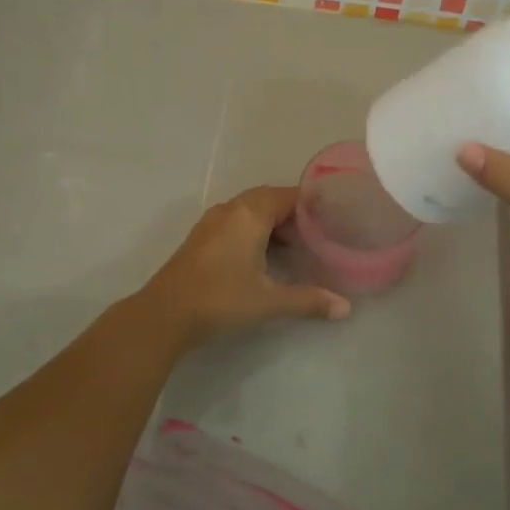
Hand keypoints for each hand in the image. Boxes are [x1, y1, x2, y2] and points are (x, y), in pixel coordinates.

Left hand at [136, 185, 350, 349]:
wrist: (164, 314)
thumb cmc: (221, 299)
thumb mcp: (269, 301)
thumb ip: (308, 300)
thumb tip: (345, 308)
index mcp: (250, 214)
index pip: (289, 195)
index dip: (312, 205)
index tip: (333, 218)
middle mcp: (231, 209)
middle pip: (269, 199)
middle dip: (293, 213)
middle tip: (316, 234)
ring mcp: (212, 222)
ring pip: (250, 210)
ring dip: (272, 222)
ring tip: (294, 246)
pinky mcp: (201, 237)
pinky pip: (235, 221)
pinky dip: (254, 230)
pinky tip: (262, 256)